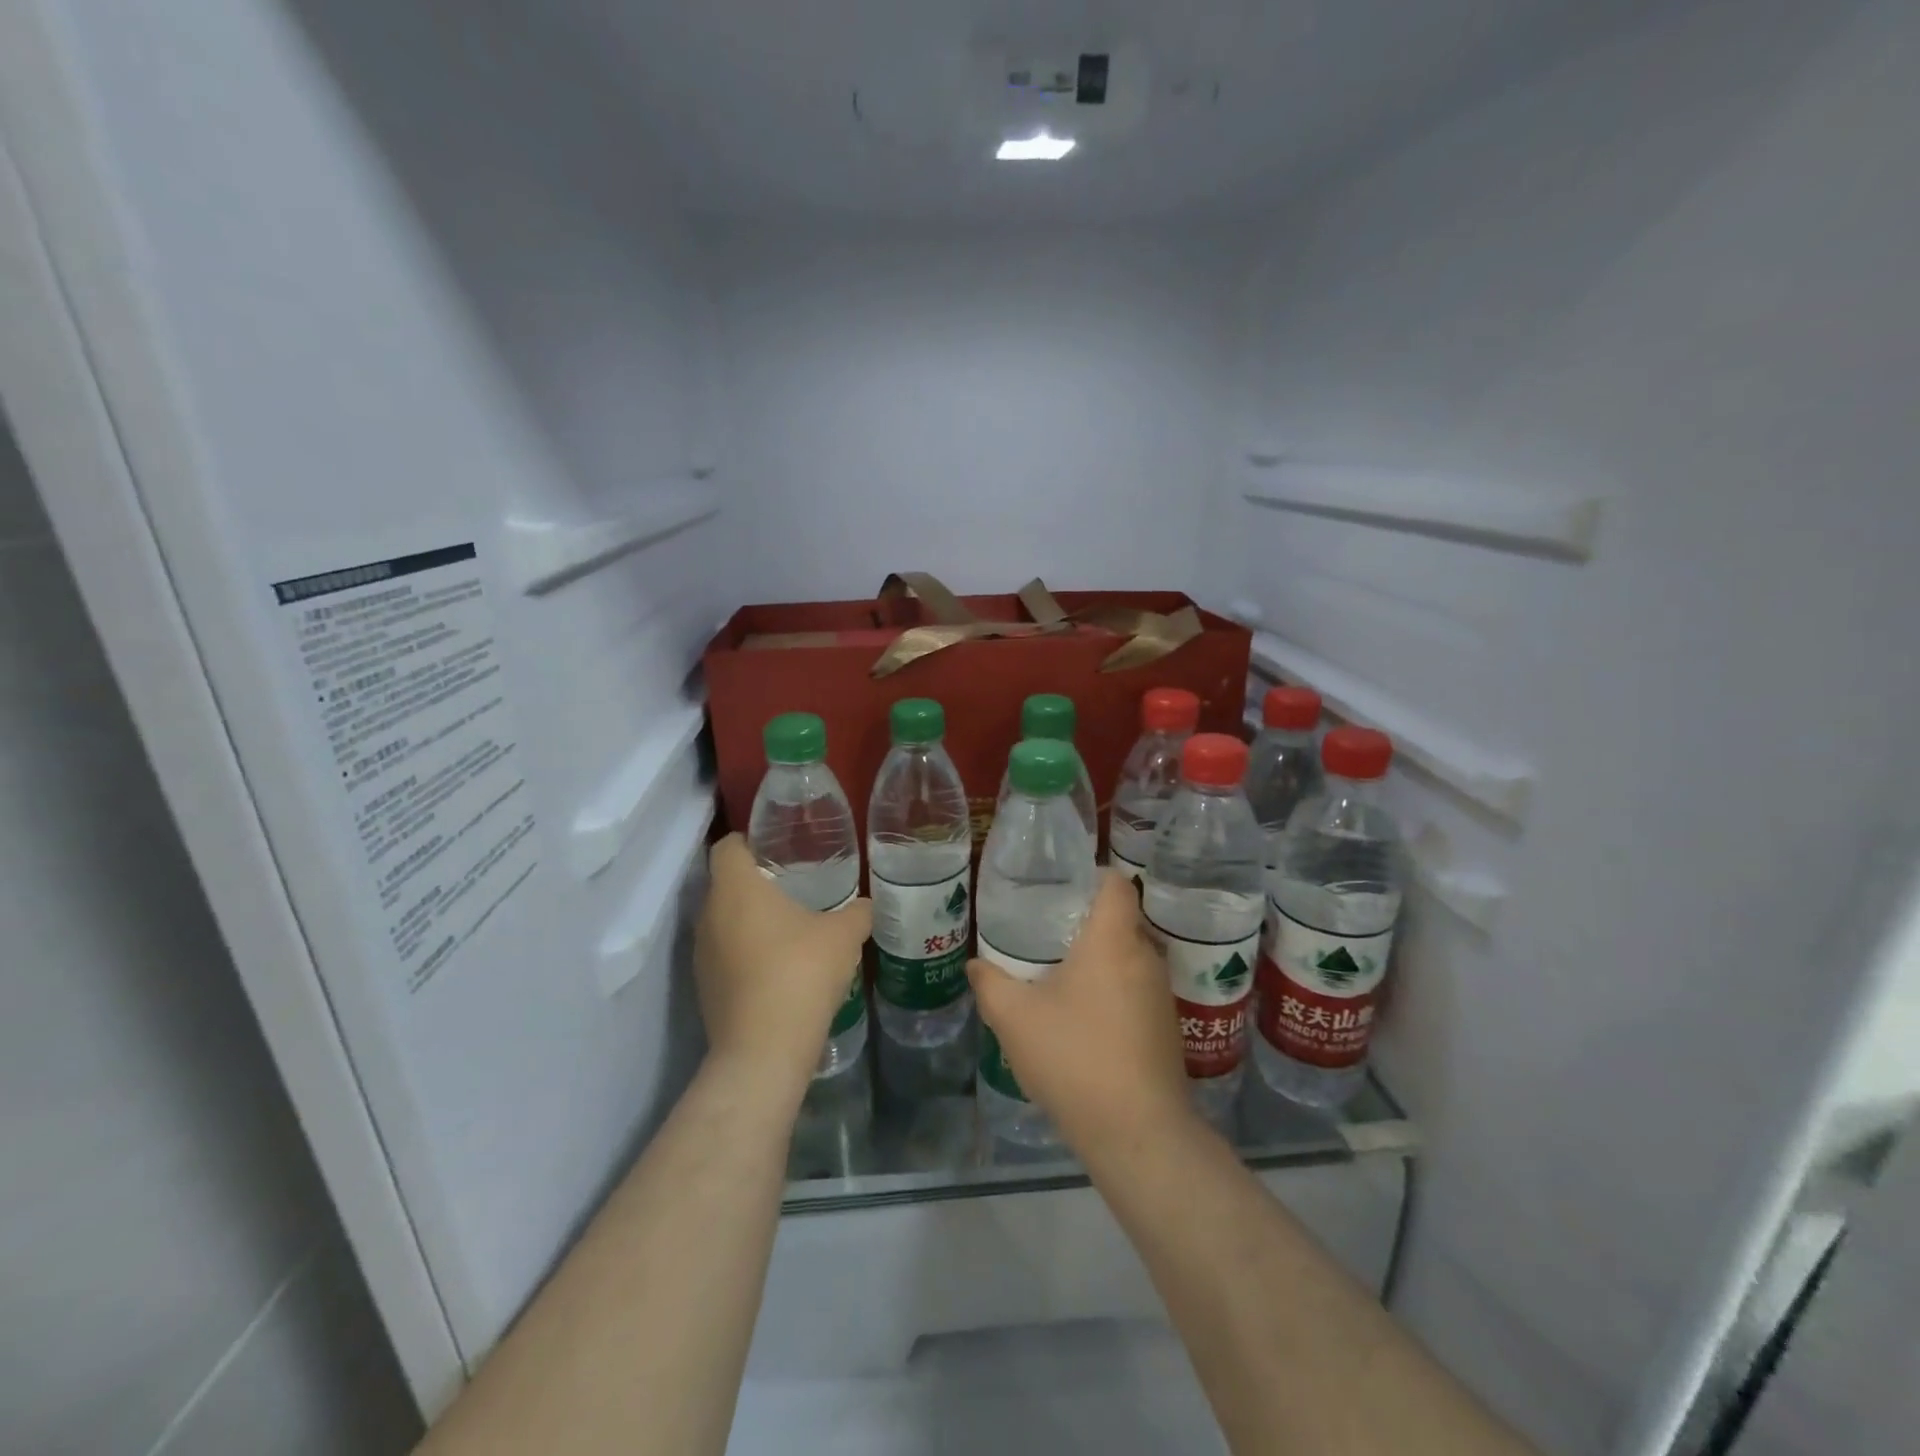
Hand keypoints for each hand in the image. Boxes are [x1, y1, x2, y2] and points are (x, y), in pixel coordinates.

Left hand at [694, 834, 871, 1102]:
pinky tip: (778, 966)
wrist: (764, 1050)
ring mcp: (702, 953)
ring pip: (723, 920)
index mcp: (736, 888)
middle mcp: (709, 914)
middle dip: (755, 881)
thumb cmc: (801, 973)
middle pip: (725, 883)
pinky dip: (745, 952)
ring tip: (789, 925)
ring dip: (749, 919)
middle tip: (794, 884)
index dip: (750, 841)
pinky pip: (724, 954)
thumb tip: (866, 905)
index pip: (728, 846)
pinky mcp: (704, 987)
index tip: (779, 848)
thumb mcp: (844, 935)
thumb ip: (857, 912)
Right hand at [967, 872, 1196, 1156]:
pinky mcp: (1167, 1027)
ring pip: (1129, 957)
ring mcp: (1161, 994)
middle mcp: (1145, 957)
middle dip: (1086, 921)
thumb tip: (976, 965)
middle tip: (1047, 931)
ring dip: (1100, 960)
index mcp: (1113, 941)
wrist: (1138, 1132)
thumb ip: (990, 983)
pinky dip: (1114, 990)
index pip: (1116, 883)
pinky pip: (1137, 989)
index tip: (1061, 887)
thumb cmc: (1075, 1058)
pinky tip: (1085, 1019)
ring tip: (1061, 974)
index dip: (1091, 876)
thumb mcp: (1014, 1019)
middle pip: (1121, 920)